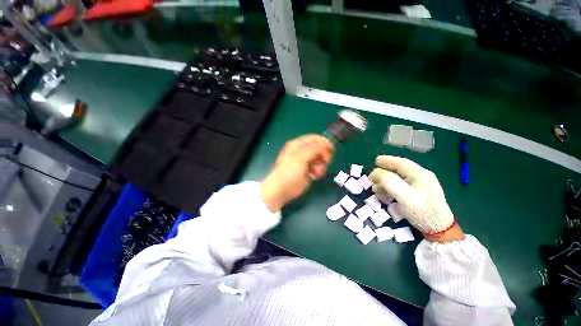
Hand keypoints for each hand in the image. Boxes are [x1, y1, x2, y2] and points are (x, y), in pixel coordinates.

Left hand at [260, 135, 333, 211]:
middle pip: (319, 148)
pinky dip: (319, 171)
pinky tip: (315, 175)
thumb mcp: (301, 157)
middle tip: (325, 161)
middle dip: (324, 155)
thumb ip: (314, 149)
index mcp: (298, 145)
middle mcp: (302, 151)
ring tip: (317, 172)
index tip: (332, 149)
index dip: (324, 142)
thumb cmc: (289, 172)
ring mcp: (305, 161)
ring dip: (321, 165)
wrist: (282, 189)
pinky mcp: (308, 170)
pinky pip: (318, 167)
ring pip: (320, 158)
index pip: (314, 138)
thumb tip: (326, 144)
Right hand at [369, 156, 463, 241]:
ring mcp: (419, 186)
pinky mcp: (417, 194)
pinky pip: (400, 188)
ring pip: (397, 180)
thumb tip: (376, 173)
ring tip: (376, 191)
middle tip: (371, 180)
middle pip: (398, 171)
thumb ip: (389, 182)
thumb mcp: (405, 196)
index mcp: (420, 174)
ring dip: (384, 184)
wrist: (438, 231)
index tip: (375, 161)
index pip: (401, 163)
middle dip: (383, 175)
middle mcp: (420, 177)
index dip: (387, 160)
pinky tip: (384, 196)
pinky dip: (390, 190)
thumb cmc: (422, 212)